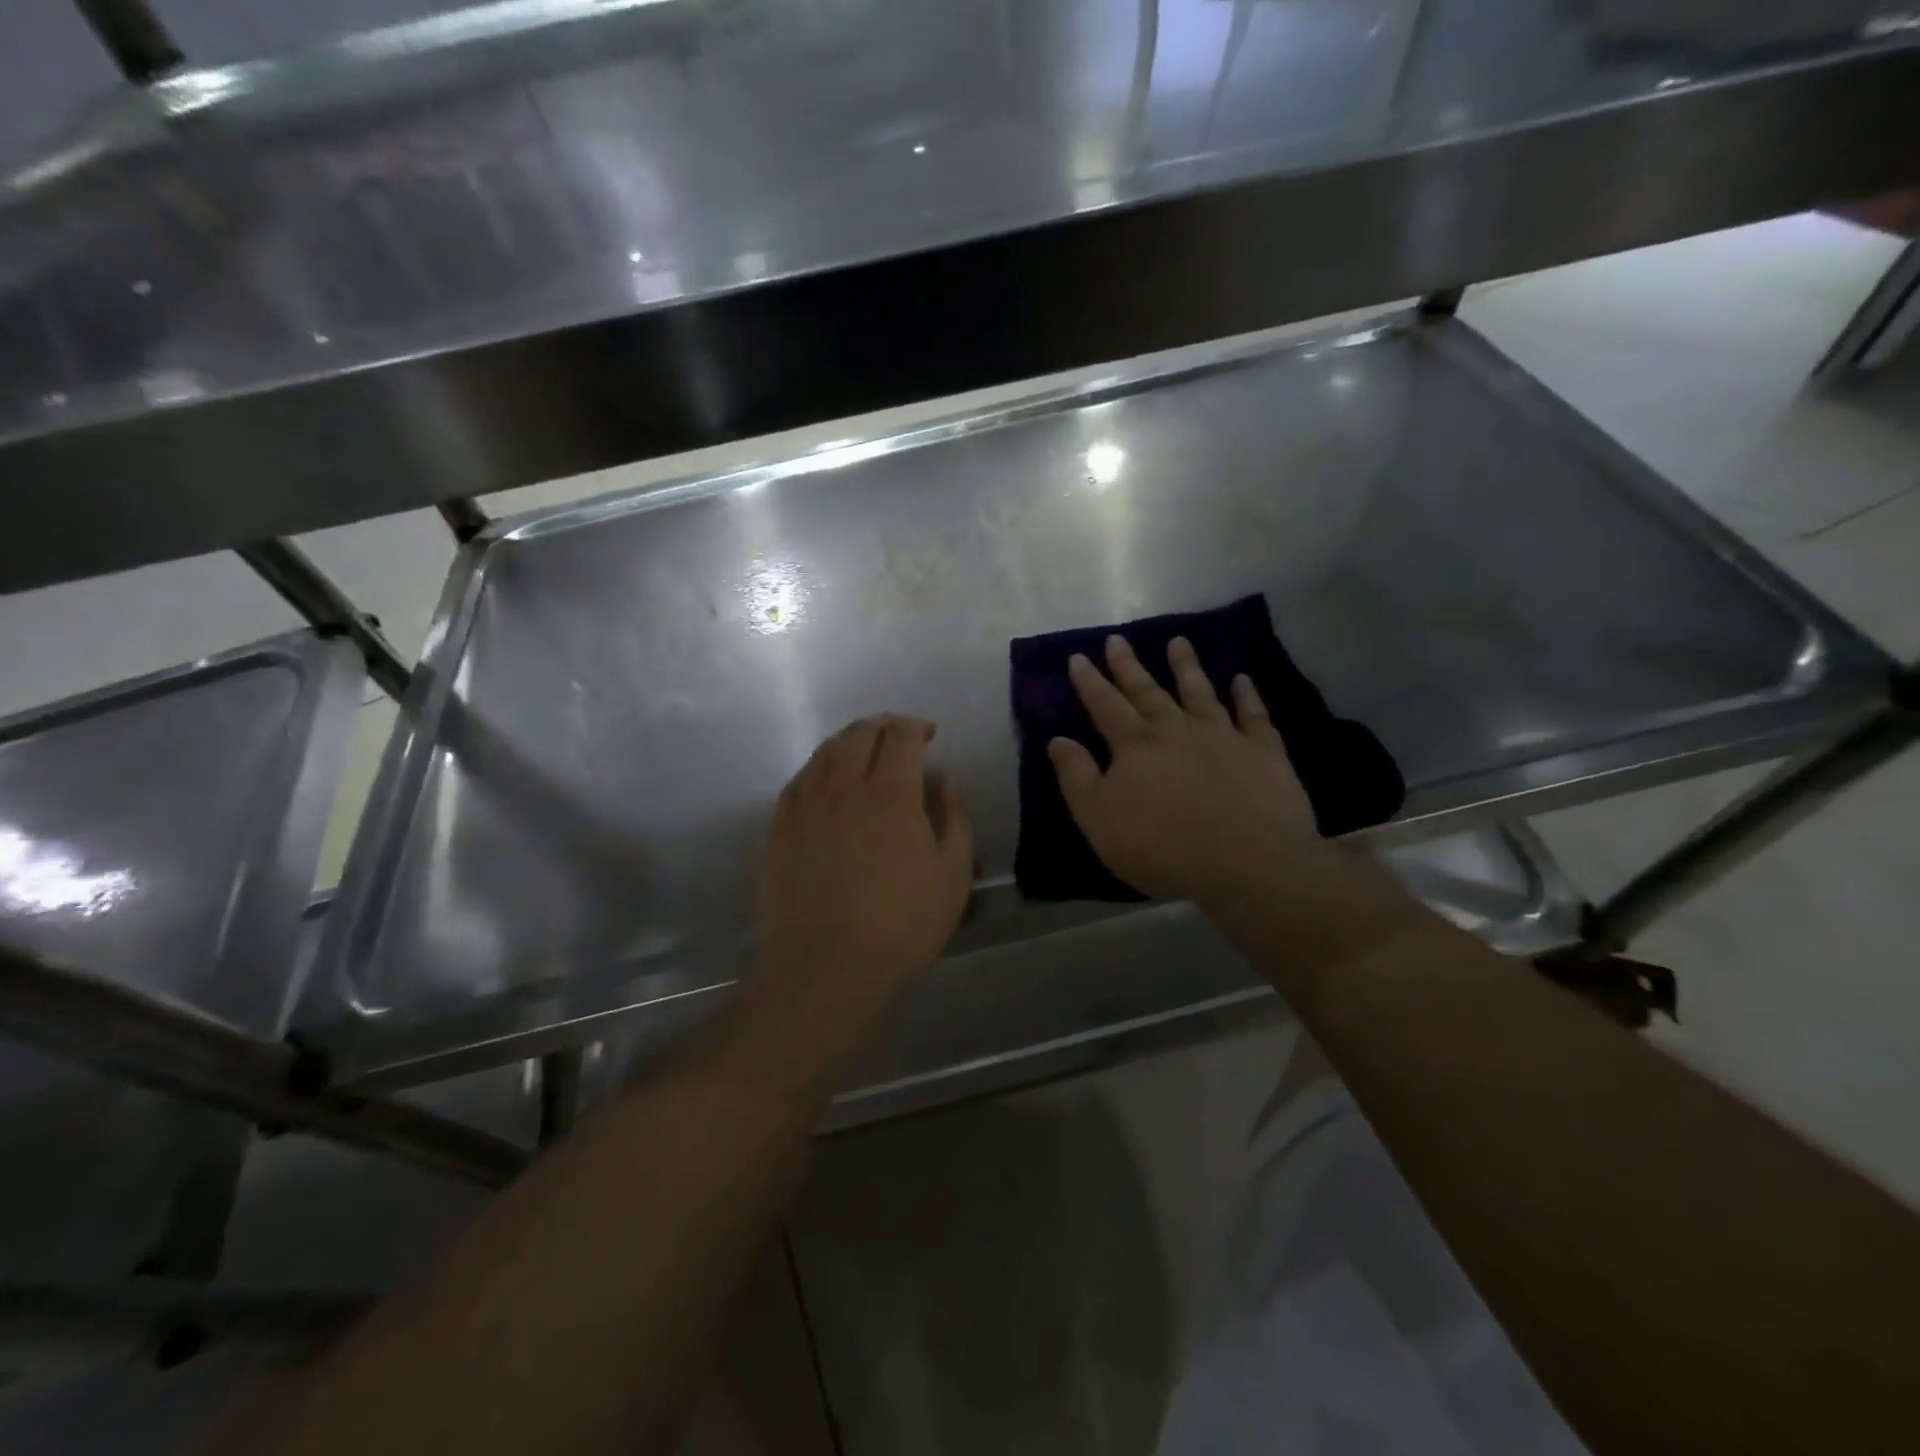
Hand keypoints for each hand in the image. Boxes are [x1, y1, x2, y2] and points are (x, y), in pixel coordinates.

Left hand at [757, 715, 973, 995]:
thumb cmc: (902, 925)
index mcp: (891, 793)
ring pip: (824, 753)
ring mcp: (805, 807)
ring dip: (848, 741)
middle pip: (859, 735)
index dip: (915, 727)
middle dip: (882, 725)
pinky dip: (816, 768)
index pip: (900, 737)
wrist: (827, 967)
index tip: (927, 734)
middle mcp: (844, 787)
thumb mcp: (953, 875)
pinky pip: (797, 782)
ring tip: (861, 748)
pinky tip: (823, 779)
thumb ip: (954, 819)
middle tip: (897, 734)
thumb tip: (944, 783)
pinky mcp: (779, 830)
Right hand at [1049, 636, 1326, 902]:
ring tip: (1179, 641)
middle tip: (1118, 639)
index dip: (1090, 682)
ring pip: (1200, 692)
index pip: (1105, 706)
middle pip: (1148, 691)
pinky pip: (1254, 715)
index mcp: (1135, 746)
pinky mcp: (1263, 751)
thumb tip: (1058, 739)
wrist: (1246, 861)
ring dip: (1187, 666)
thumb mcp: (1099, 819)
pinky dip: (1247, 695)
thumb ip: (1077, 777)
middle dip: (1129, 666)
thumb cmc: (1162, 847)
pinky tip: (1243, 679)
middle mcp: (1176, 730)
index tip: (1079, 656)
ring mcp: (1223, 736)